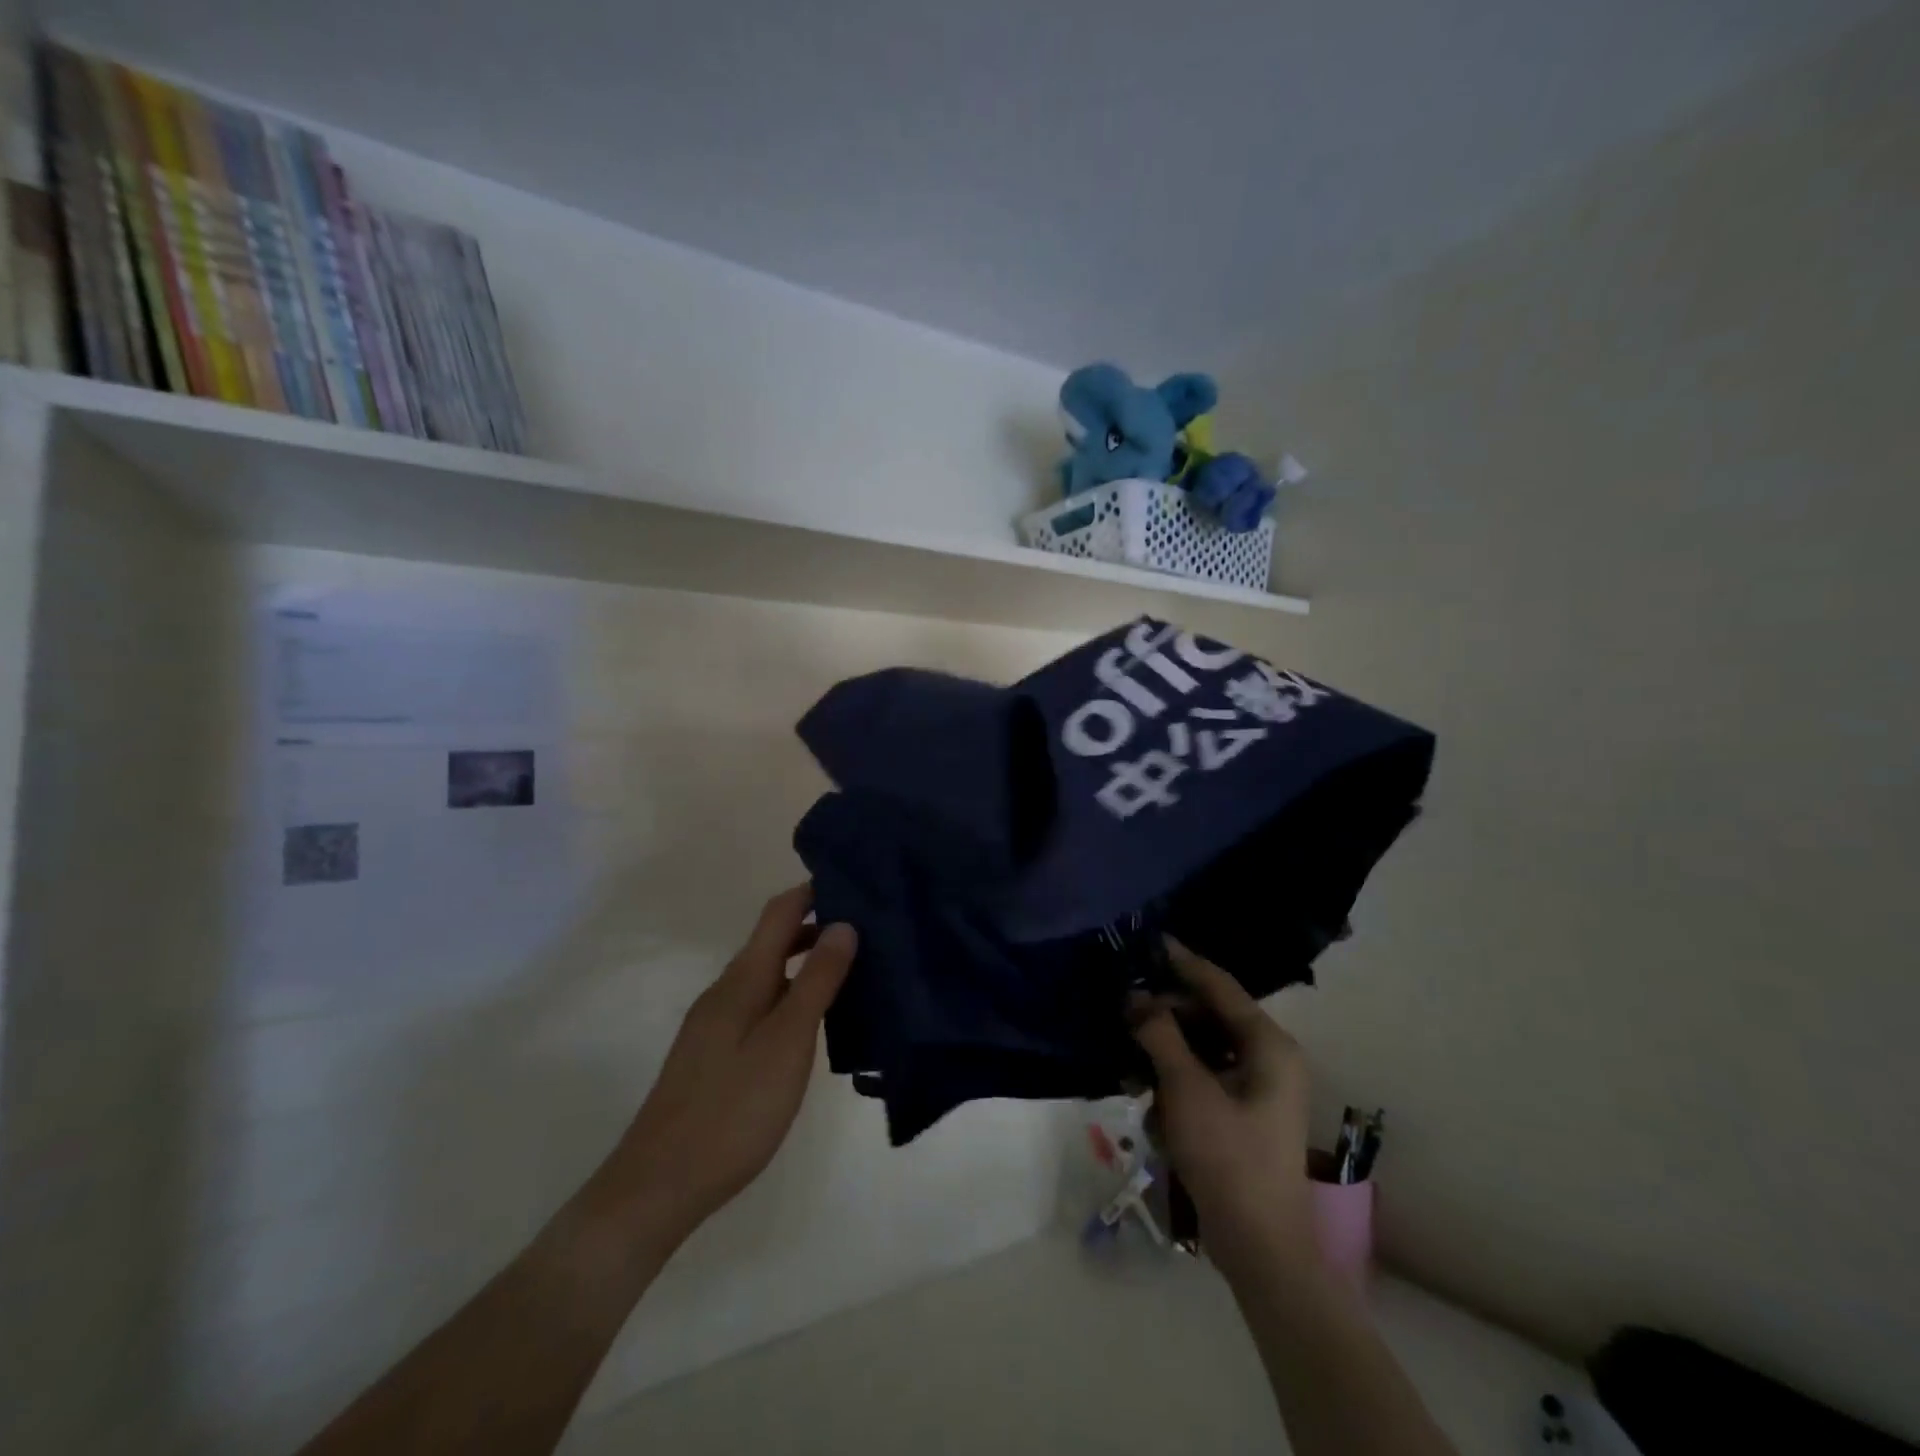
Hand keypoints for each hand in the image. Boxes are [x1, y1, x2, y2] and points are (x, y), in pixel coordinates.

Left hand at [599, 885, 855, 1243]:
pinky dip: (791, 996)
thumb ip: (816, 981)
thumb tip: (842, 924)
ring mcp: (716, 1023)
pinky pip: (761, 1004)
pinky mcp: (715, 1053)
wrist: (660, 1184)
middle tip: (869, 930)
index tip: (855, 884)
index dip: (813, 892)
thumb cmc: (734, 1107)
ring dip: (806, 963)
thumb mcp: (787, 1041)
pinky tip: (813, 1023)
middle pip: (773, 940)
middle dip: (816, 927)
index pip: (779, 913)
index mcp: (743, 979)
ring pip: (768, 975)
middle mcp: (726, 990)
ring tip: (853, 972)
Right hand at [1131, 939, 1317, 1279]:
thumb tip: (1135, 996)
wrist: (1260, 1248)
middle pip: (1208, 1017)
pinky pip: (1203, 1080)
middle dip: (1165, 1020)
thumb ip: (1159, 1034)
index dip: (1182, 962)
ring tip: (1132, 1071)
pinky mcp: (1242, 1114)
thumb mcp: (1186, 1089)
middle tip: (1125, 1017)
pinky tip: (1153, 1107)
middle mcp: (1268, 1058)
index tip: (1149, 941)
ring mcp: (1257, 1088)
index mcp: (1269, 1044)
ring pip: (1201, 1050)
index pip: (1220, 985)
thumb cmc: (1228, 1157)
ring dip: (1165, 1057)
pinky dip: (1176, 1085)